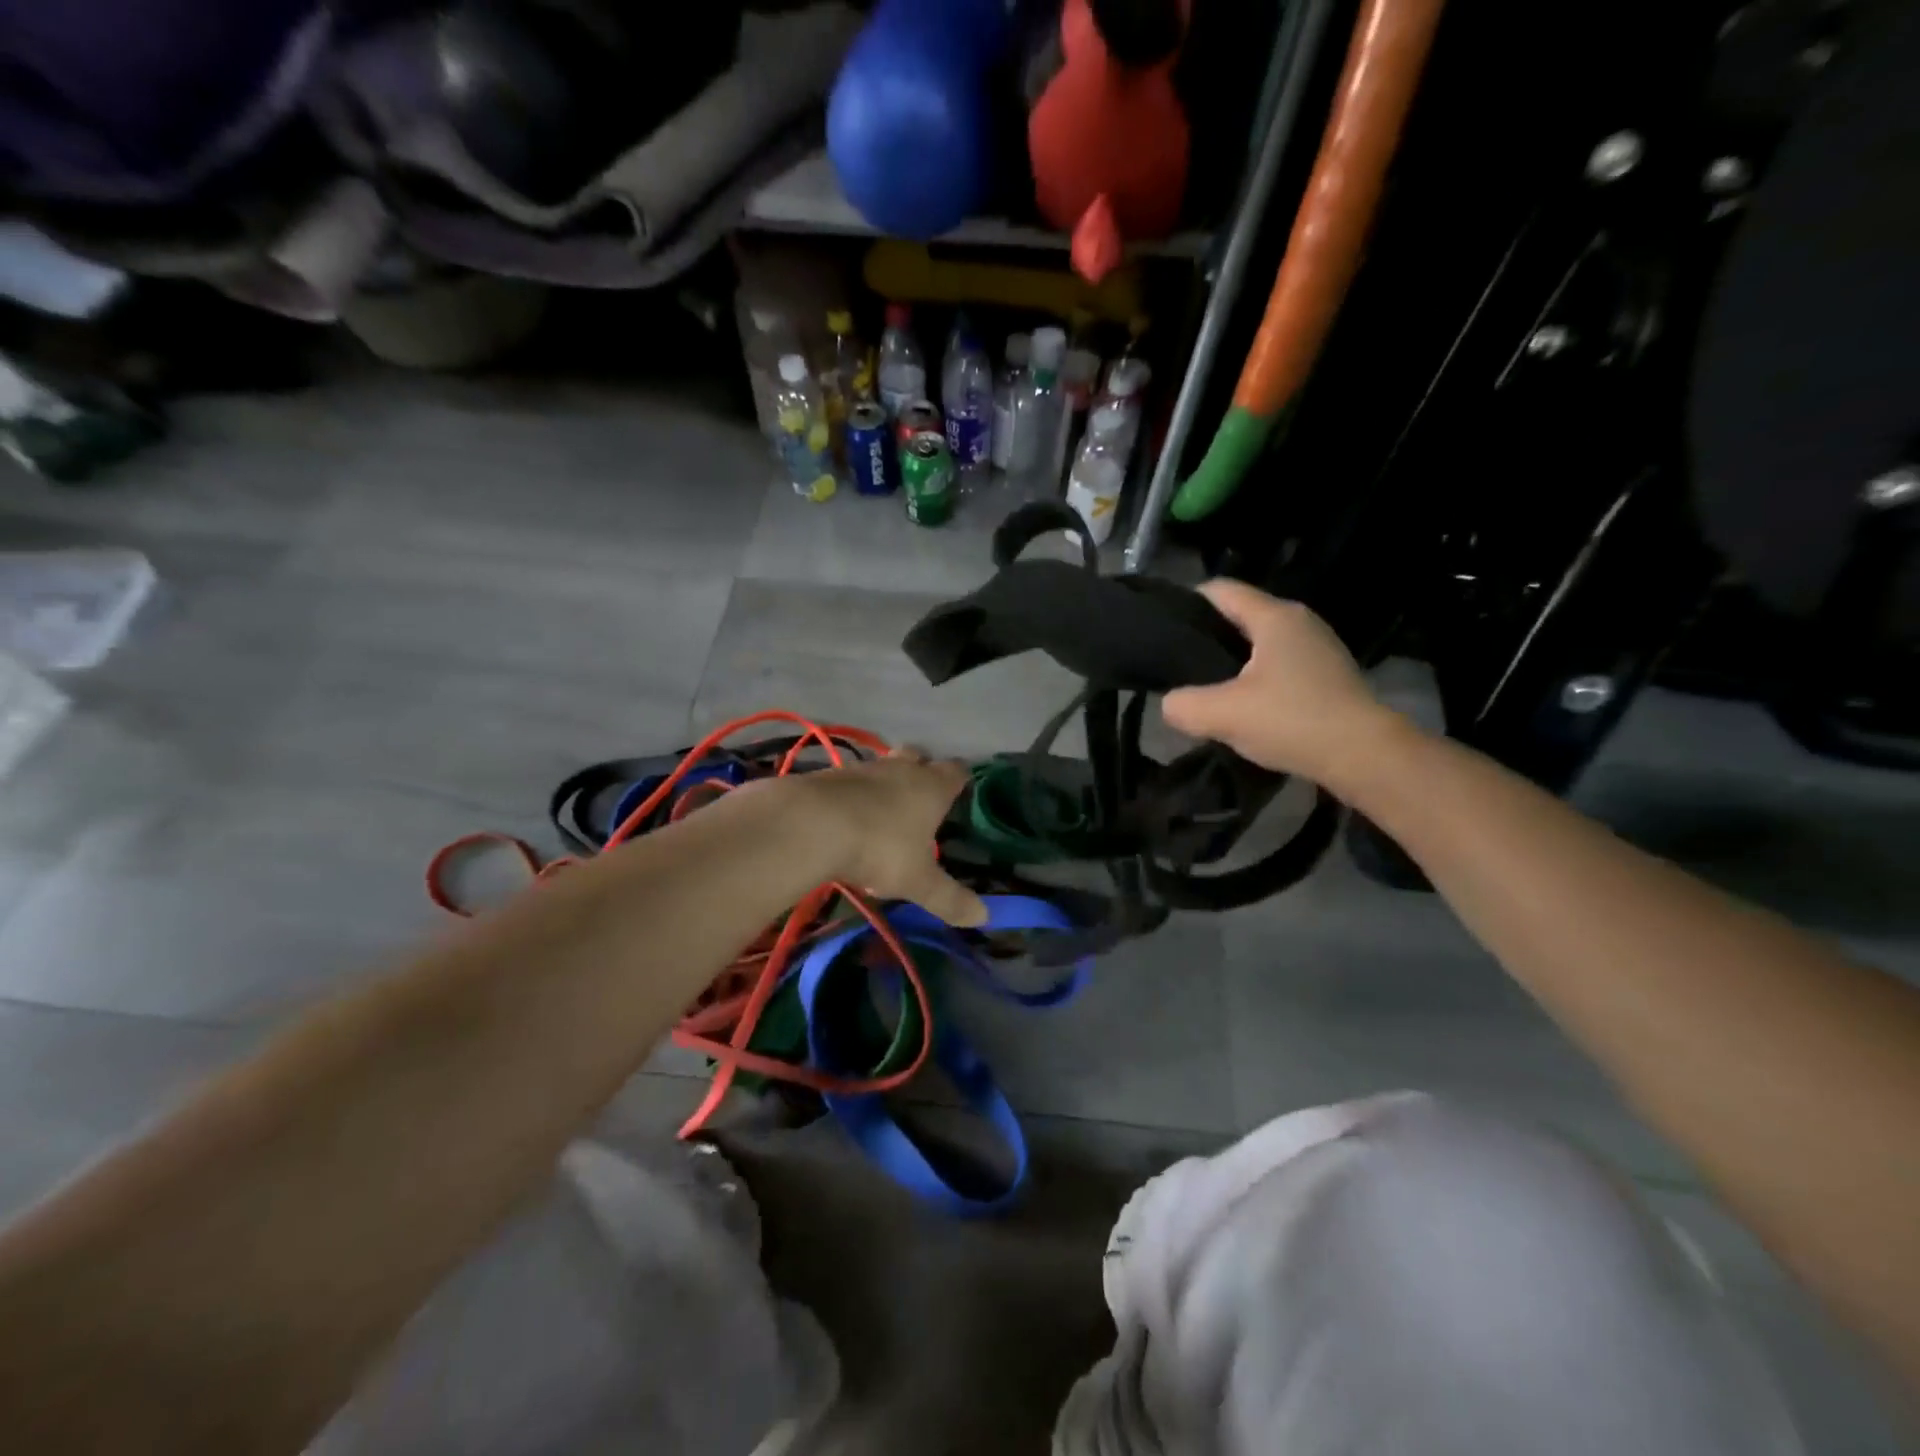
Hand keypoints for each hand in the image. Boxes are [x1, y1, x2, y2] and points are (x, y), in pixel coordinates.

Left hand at [801, 750, 987, 926]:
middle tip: (921, 797)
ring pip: (883, 765)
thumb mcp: (919, 882)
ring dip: (885, 782)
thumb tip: (984, 917)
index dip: (961, 780)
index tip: (962, 792)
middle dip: (922, 770)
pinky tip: (847, 818)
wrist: (811, 824)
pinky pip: (850, 780)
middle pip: (918, 756)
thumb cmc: (879, 848)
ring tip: (883, 812)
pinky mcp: (829, 775)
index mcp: (932, 787)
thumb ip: (950, 898)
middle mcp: (901, 768)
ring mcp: (863, 768)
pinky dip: (854, 794)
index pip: (957, 771)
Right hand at [1163, 580, 1405, 786]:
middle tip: (1181, 666)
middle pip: (1241, 615)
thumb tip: (1170, 704)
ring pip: (1262, 643)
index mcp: (1274, 617)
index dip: (1187, 603)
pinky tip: (1247, 707)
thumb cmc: (1292, 720)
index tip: (1164, 631)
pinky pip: (1281, 665)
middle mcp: (1300, 621)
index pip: (1220, 590)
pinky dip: (1259, 679)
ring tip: (1210, 689)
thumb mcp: (1222, 715)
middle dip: (1209, 637)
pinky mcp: (1330, 675)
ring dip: (1235, 662)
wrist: (1365, 756)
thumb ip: (1183, 705)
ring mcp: (1320, 647)